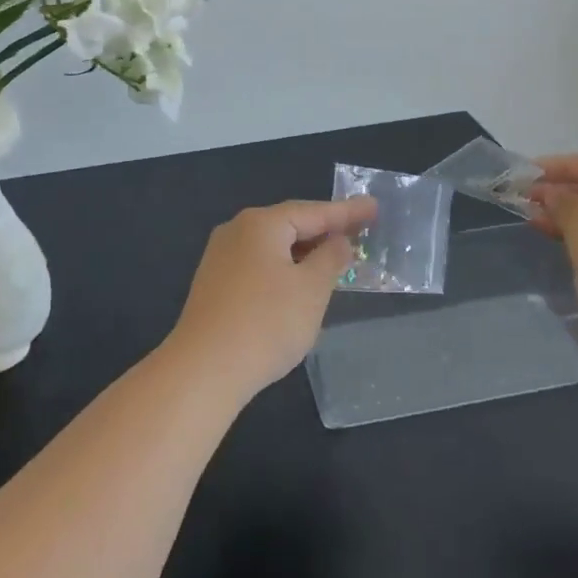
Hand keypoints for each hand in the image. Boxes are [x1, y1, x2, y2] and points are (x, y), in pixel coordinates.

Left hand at [164, 197, 376, 401]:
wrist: (203, 370)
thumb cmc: (266, 323)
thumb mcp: (311, 290)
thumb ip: (330, 259)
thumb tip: (338, 241)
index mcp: (261, 224)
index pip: (313, 211)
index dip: (347, 212)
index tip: (374, 207)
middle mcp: (237, 231)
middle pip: (290, 224)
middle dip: (324, 229)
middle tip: (359, 230)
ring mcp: (220, 257)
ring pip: (273, 246)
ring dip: (304, 252)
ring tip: (333, 258)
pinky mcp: (214, 284)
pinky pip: (258, 264)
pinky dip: (284, 268)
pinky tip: (297, 284)